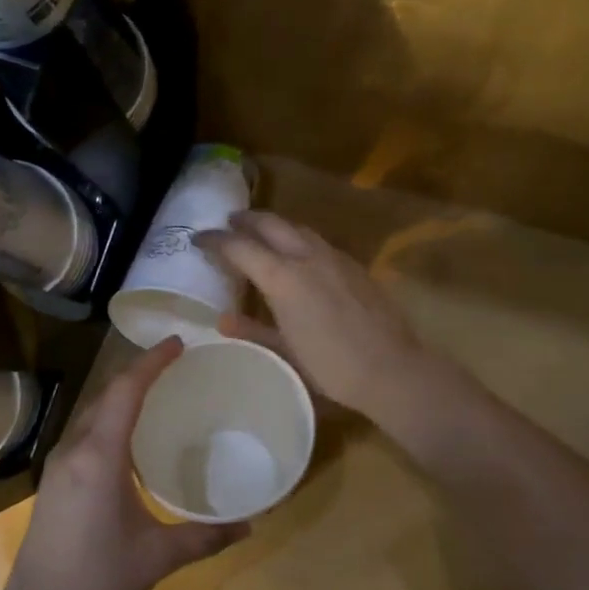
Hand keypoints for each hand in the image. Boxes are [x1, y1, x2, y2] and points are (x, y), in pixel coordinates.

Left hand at [0, 338, 247, 589]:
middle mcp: (75, 448)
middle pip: (107, 394)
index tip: (178, 344)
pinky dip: (110, 419)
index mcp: (100, 456)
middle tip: (174, 365)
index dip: (152, 362)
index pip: (126, 391)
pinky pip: (85, 432)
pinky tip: (129, 440)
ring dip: (122, 396)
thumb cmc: (98, 578)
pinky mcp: (53, 480)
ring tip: (157, 394)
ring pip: (92, 412)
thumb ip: (205, 537)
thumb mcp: (159, 557)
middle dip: (139, 374)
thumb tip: (250, 525)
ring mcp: (58, 463)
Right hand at [197, 210, 428, 416]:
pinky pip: (317, 241)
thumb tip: (223, 321)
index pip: (239, 247)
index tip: (197, 238)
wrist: (391, 369)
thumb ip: (253, 330)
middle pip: (270, 223)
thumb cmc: (331, 367)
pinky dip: (297, 238)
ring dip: (273, 225)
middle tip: (228, 223)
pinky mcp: (353, 265)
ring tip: (259, 233)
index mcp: (283, 278)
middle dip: (245, 220)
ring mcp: (334, 257)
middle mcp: (306, 257)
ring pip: (297, 227)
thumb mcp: (285, 352)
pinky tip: (297, 254)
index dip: (215, 240)